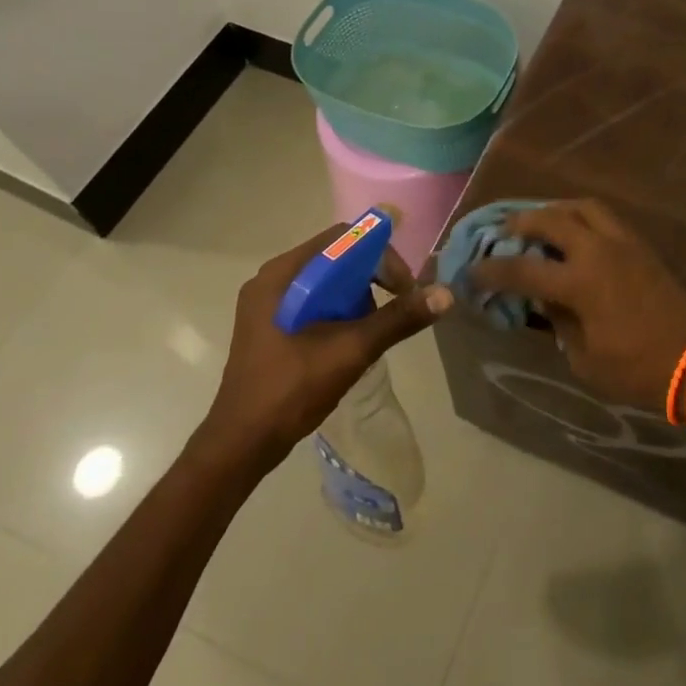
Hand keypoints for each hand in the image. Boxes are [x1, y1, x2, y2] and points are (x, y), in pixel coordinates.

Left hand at [204, 224, 452, 469]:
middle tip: (396, 307)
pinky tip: (351, 341)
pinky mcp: (271, 326)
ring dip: (358, 298)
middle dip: (372, 279)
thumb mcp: (351, 350)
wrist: (241, 445)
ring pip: (327, 282)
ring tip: (373, 330)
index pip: (343, 239)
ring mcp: (269, 304)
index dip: (380, 255)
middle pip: (336, 258)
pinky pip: (315, 302)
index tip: (403, 287)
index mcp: (283, 275)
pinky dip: (340, 312)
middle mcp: (273, 280)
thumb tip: (445, 295)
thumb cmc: (291, 389)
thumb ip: (398, 319)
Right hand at [470, 199, 685, 410]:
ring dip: (555, 210)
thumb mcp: (585, 359)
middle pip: (551, 220)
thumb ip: (559, 323)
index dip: (493, 270)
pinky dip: (582, 216)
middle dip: (521, 223)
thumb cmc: (638, 370)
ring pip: (582, 206)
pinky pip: (605, 217)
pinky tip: (575, 232)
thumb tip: (546, 300)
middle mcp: (598, 250)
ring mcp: (624, 242)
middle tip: (504, 231)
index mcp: (580, 282)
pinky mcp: (642, 245)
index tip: (472, 270)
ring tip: (541, 222)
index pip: (523, 270)